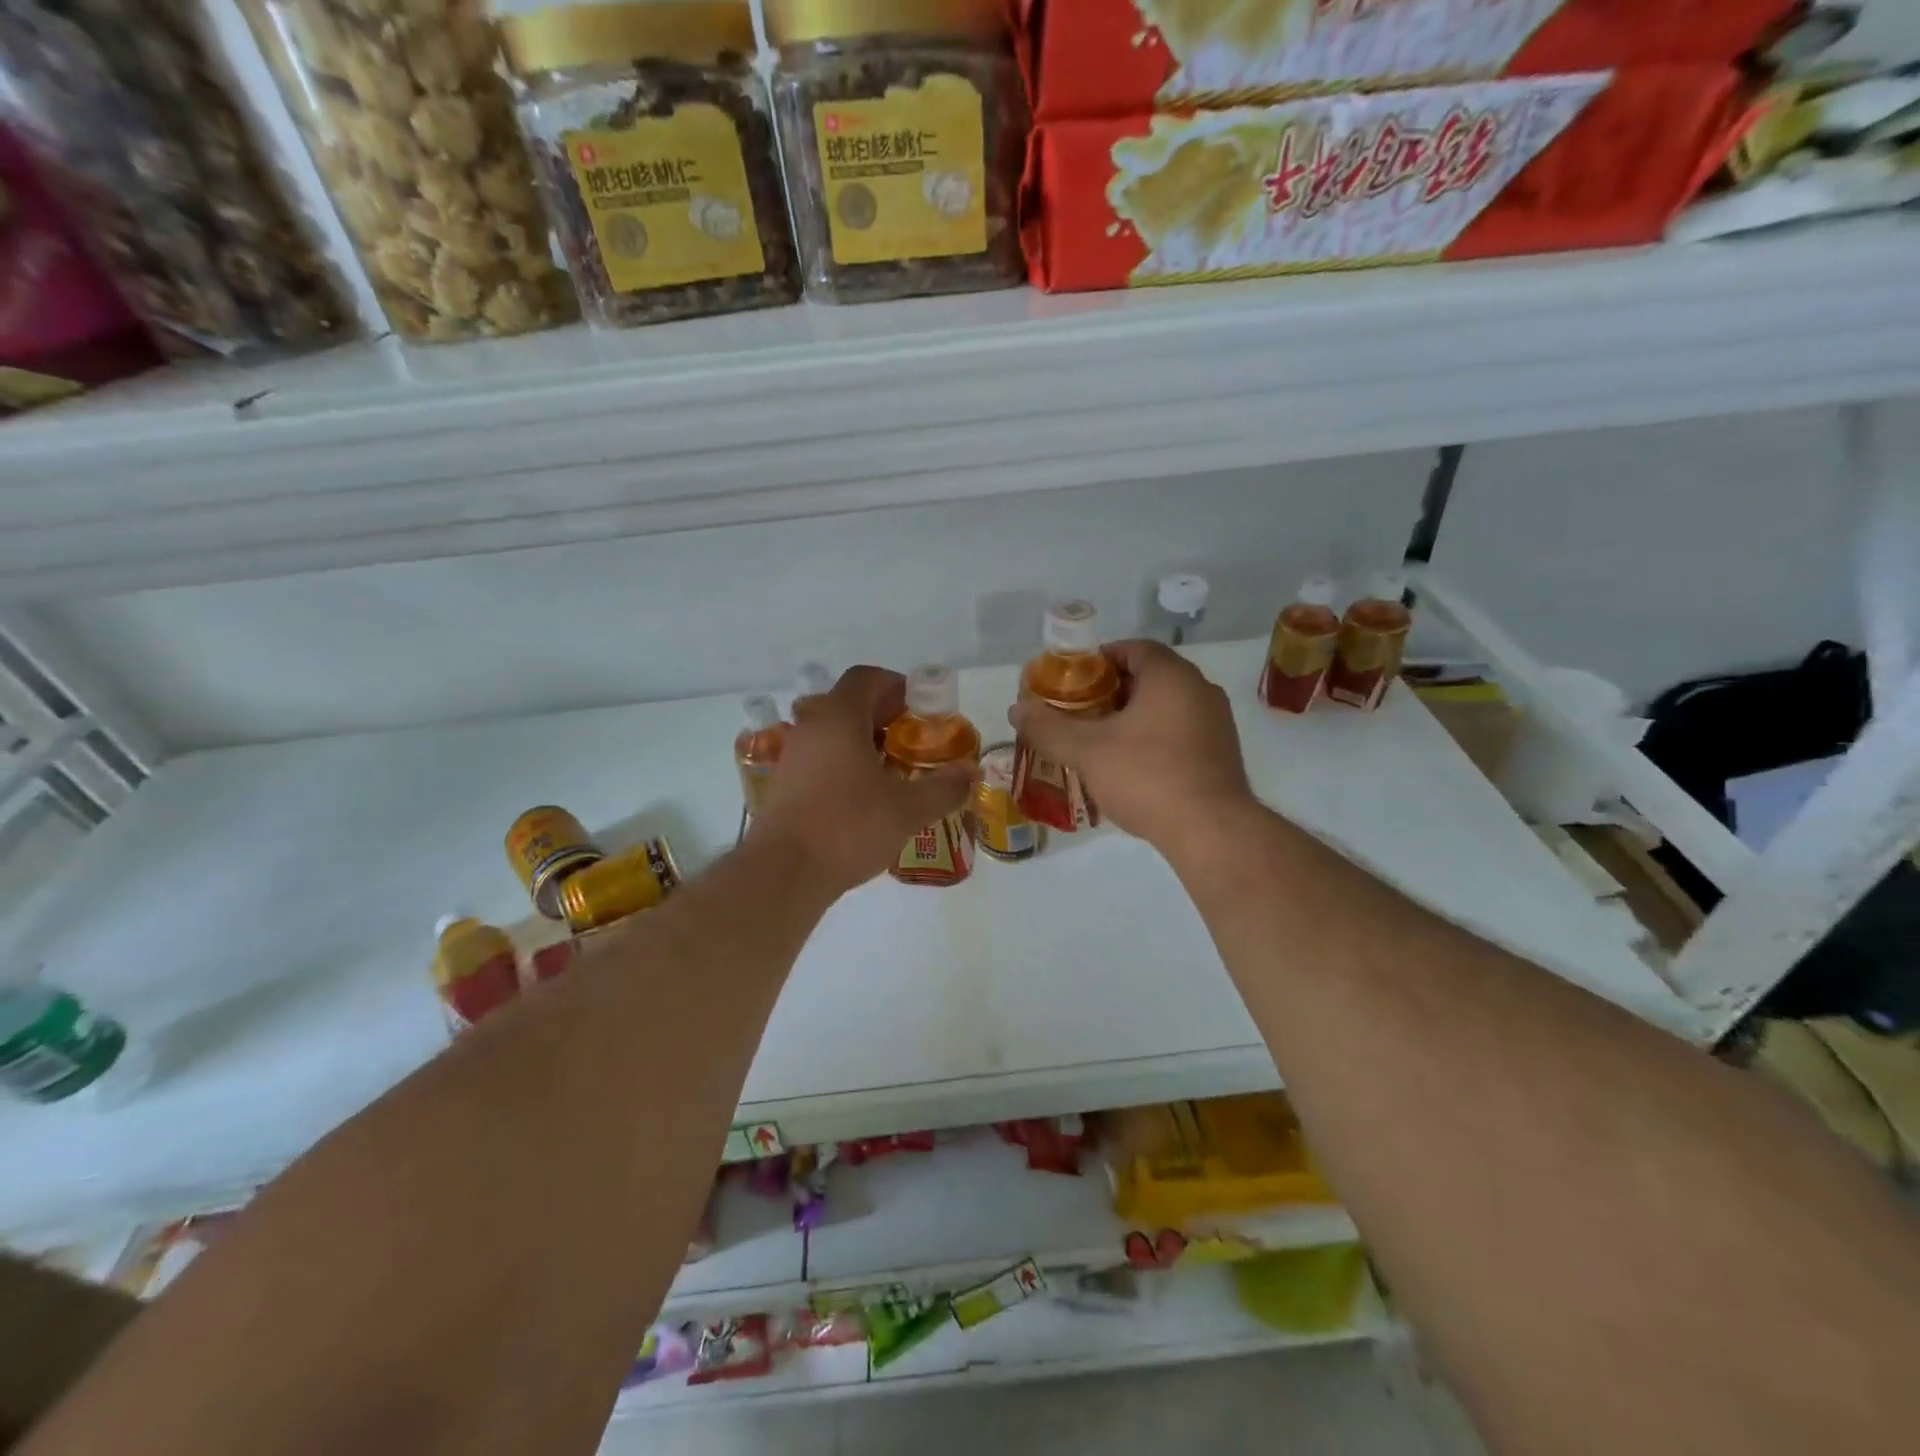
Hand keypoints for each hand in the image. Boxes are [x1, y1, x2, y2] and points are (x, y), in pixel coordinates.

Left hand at [750, 666, 975, 897]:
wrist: (784, 873)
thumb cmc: (848, 827)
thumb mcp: (908, 809)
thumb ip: (944, 787)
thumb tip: (971, 772)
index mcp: (839, 718)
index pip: (865, 678)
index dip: (896, 685)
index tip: (920, 709)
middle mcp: (811, 728)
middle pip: (848, 704)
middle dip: (884, 717)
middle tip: (913, 742)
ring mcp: (793, 757)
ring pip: (832, 734)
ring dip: (863, 743)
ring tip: (893, 771)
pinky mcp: (784, 786)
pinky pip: (820, 760)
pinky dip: (844, 765)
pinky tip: (864, 798)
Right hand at [1008, 640, 1253, 852]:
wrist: (1211, 831)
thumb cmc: (1147, 777)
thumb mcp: (1087, 751)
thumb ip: (1048, 728)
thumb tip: (1016, 709)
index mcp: (1171, 676)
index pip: (1133, 648)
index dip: (1099, 659)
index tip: (1073, 681)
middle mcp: (1200, 689)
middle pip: (1149, 677)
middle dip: (1111, 691)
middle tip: (1079, 712)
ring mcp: (1217, 722)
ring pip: (1165, 706)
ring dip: (1133, 716)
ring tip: (1099, 740)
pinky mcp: (1222, 753)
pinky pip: (1180, 731)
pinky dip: (1154, 738)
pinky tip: (1131, 766)